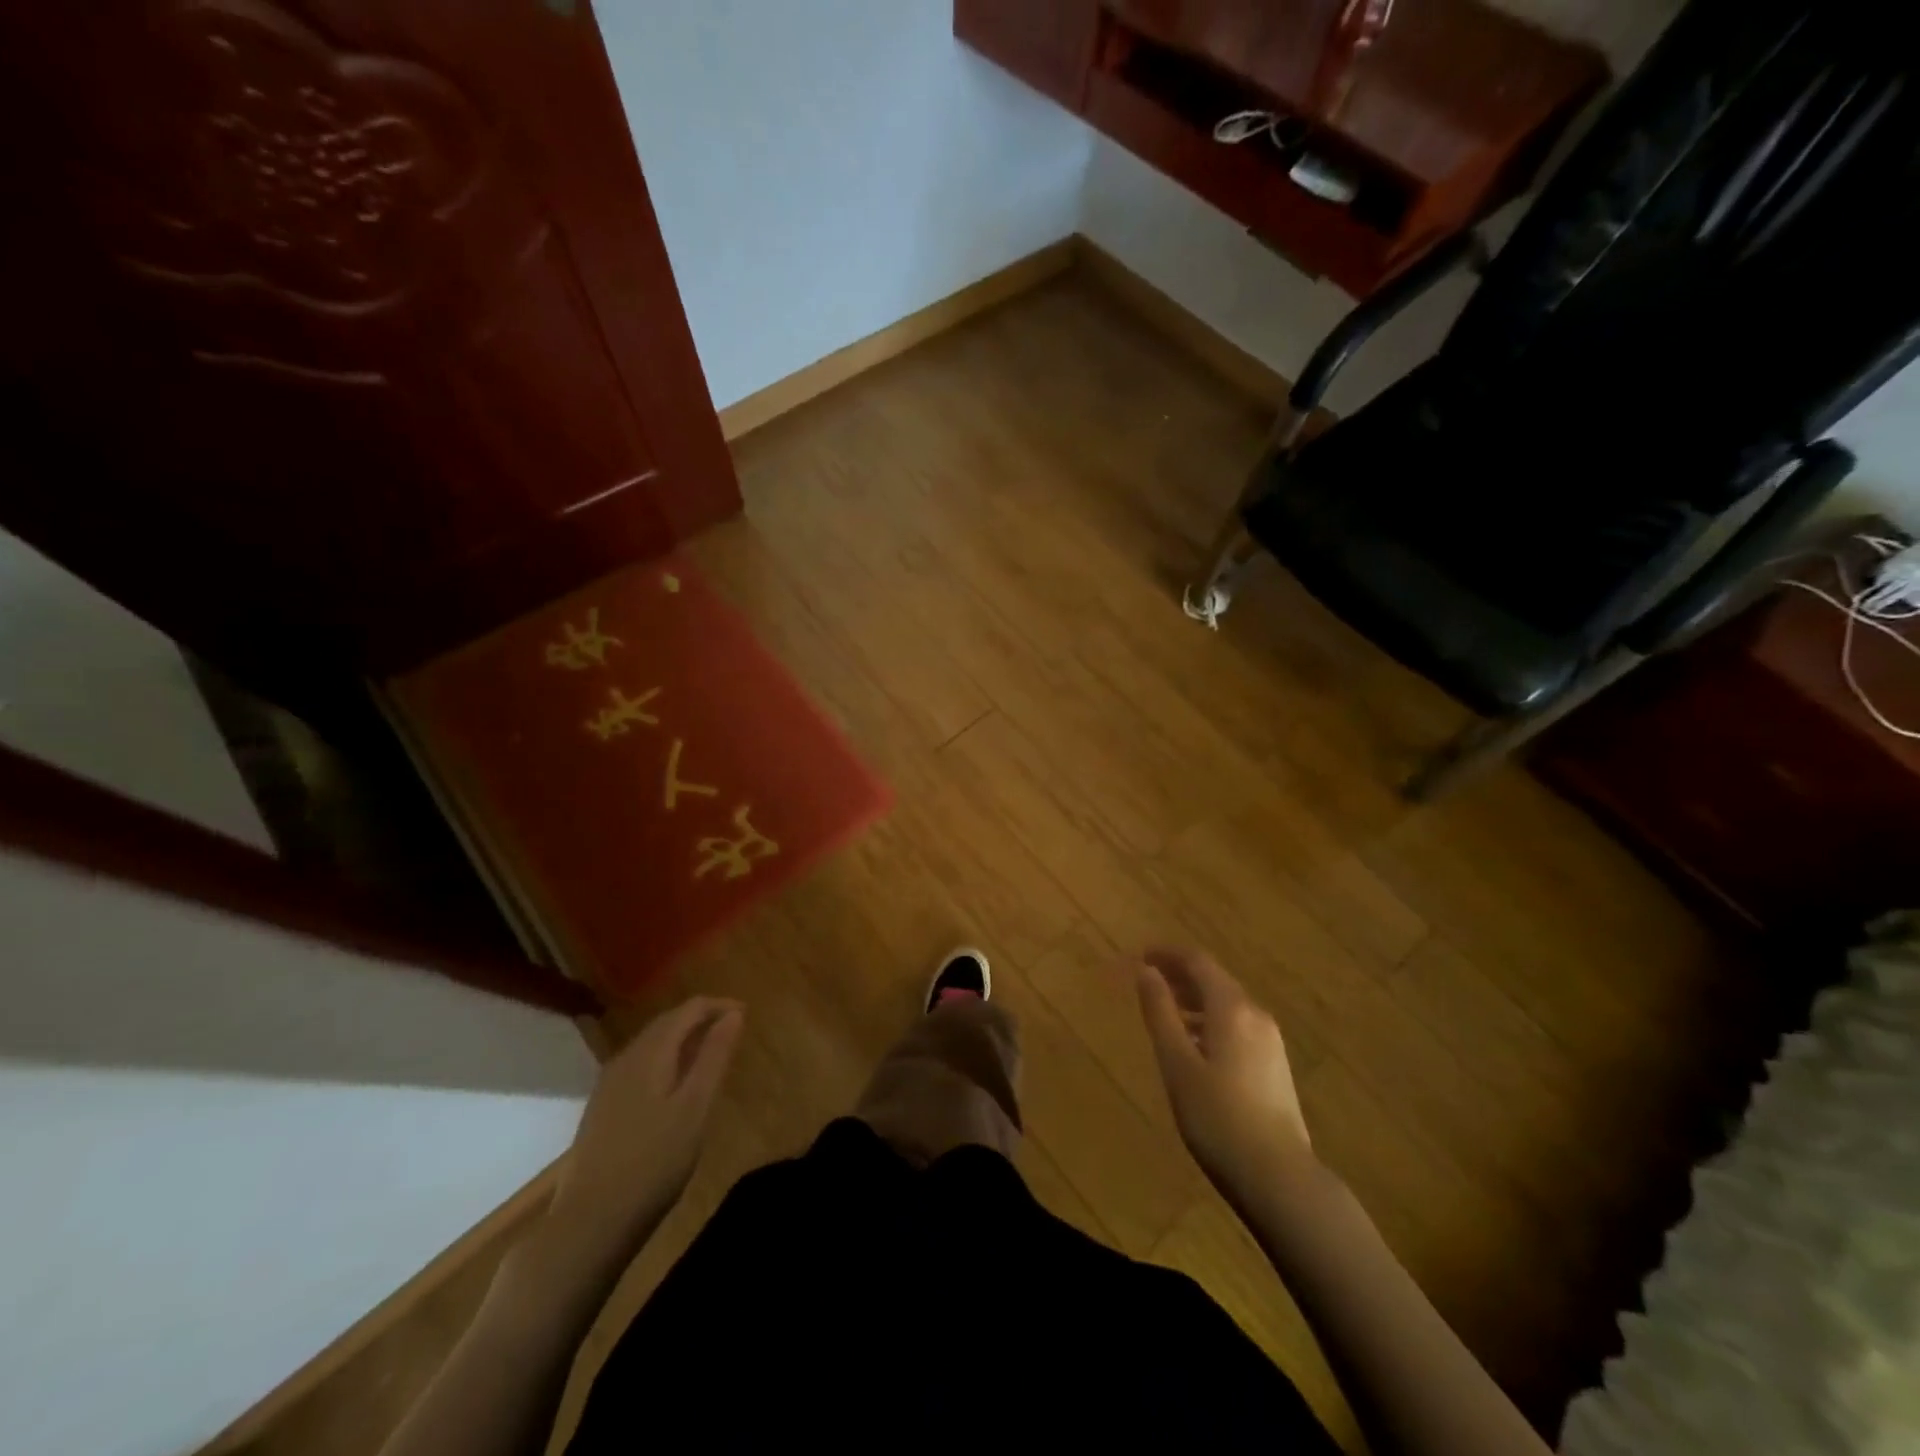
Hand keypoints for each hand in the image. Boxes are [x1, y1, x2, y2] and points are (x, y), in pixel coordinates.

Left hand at [547, 997, 743, 1263]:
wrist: (590, 1222)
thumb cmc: (654, 1162)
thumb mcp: (696, 1107)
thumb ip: (715, 1056)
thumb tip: (734, 1014)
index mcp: (651, 1052)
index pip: (689, 1009)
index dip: (720, 1006)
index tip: (746, 1016)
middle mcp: (626, 1058)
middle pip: (668, 1022)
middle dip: (701, 1018)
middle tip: (733, 1032)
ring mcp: (609, 1083)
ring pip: (652, 1043)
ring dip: (683, 1039)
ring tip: (710, 1054)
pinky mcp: (603, 1107)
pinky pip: (641, 1065)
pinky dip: (666, 1059)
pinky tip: (675, 1085)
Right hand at [1134, 948, 1313, 1193]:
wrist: (1279, 1178)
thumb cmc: (1218, 1117)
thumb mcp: (1177, 1063)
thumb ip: (1160, 1013)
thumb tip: (1146, 971)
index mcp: (1231, 1008)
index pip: (1198, 962)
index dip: (1168, 954)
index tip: (1141, 954)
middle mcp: (1255, 1015)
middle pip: (1215, 980)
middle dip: (1181, 975)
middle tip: (1149, 980)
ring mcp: (1270, 1041)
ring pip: (1227, 1004)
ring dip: (1195, 999)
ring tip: (1166, 1011)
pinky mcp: (1275, 1066)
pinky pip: (1238, 1026)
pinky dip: (1211, 1021)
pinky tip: (1196, 1045)